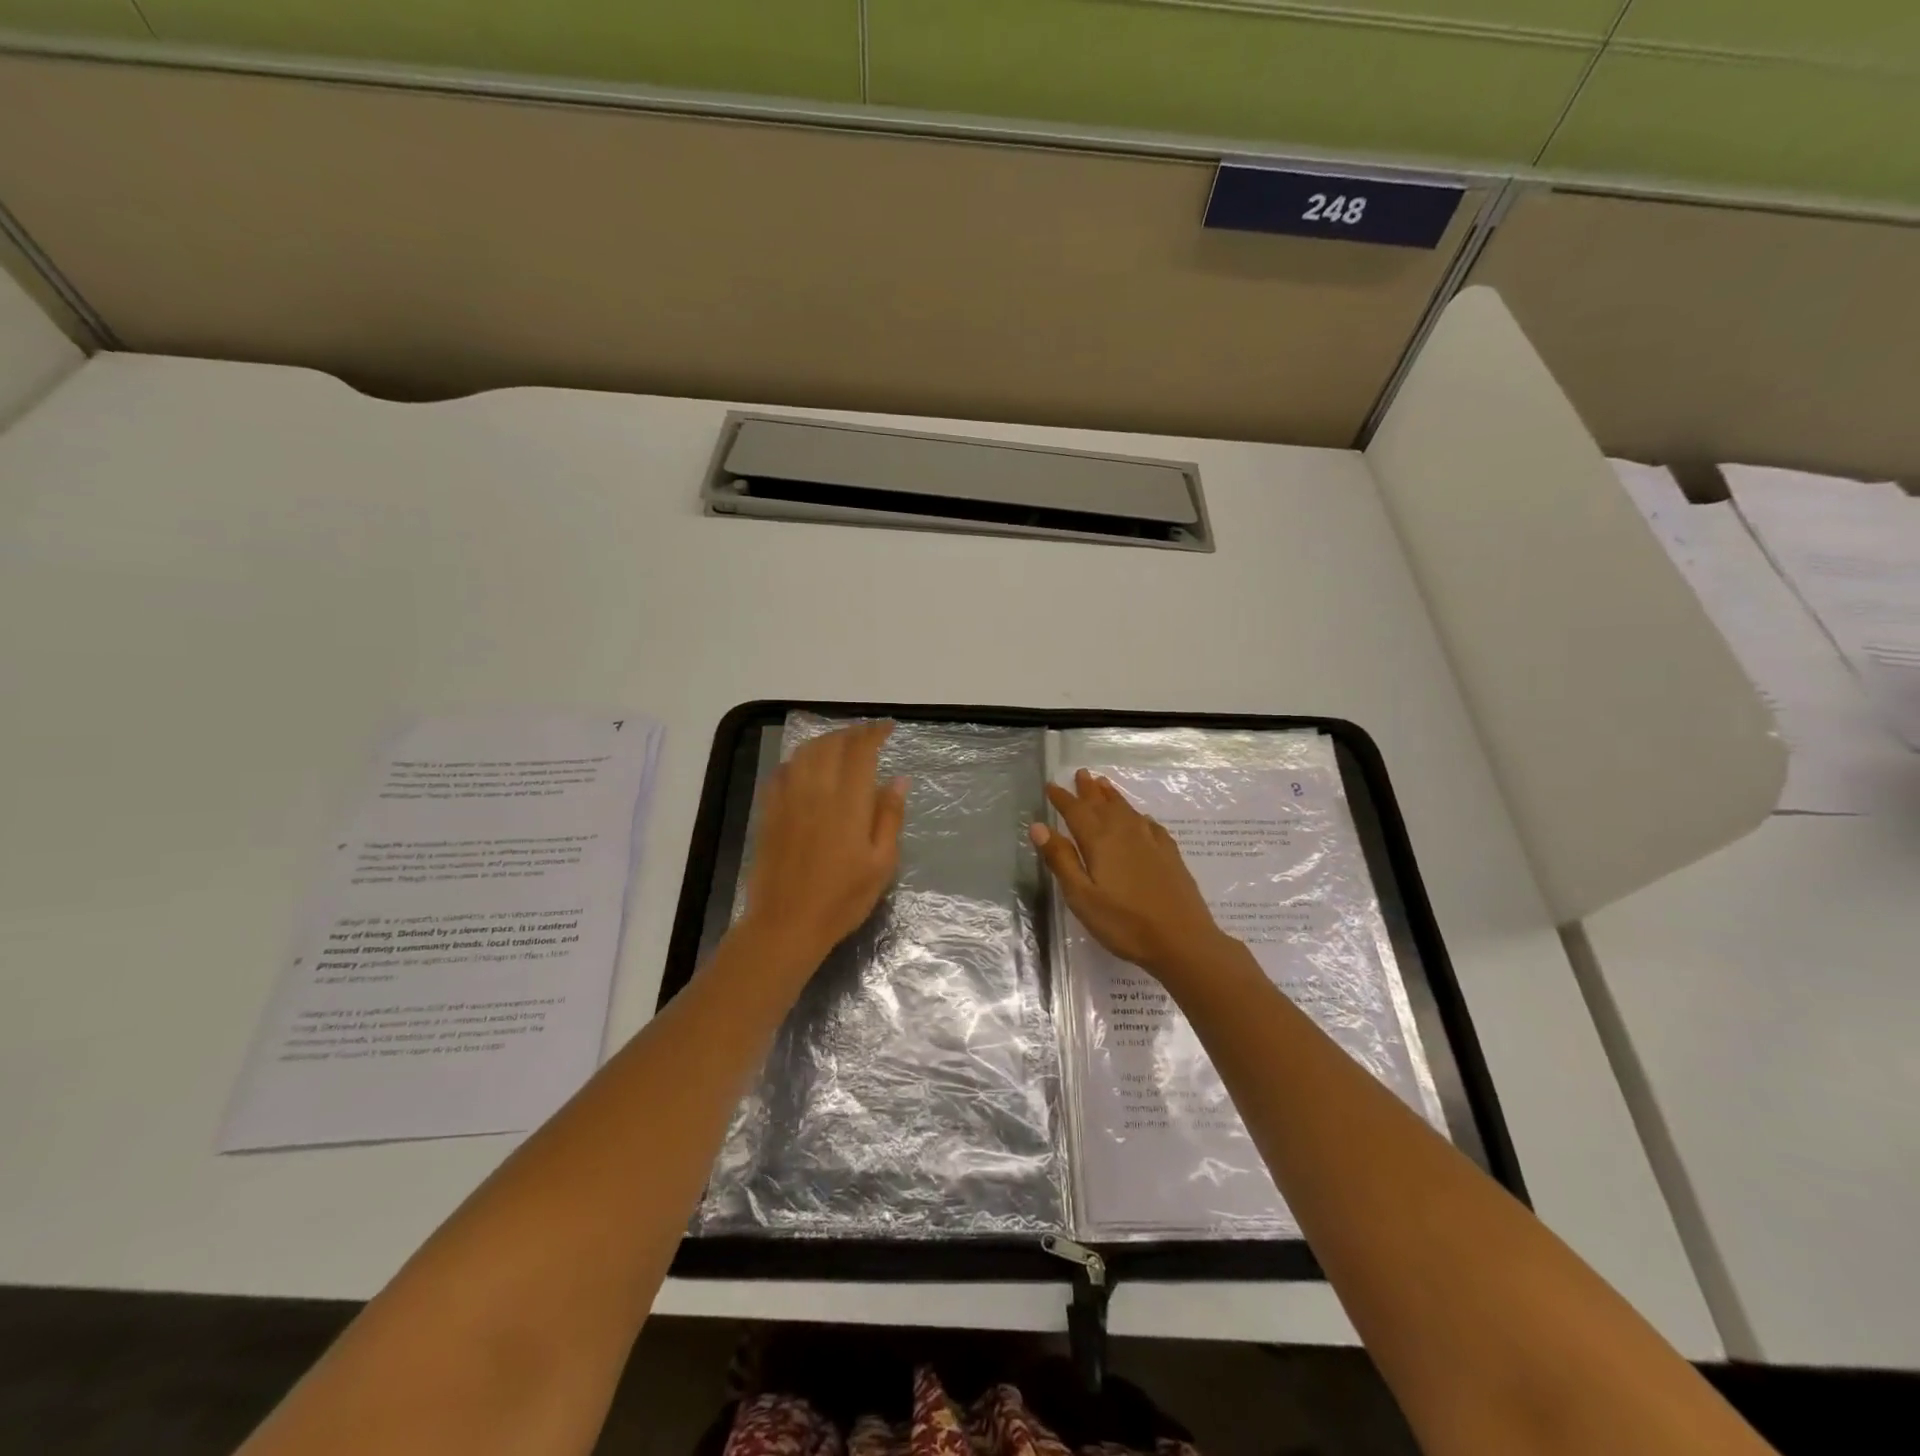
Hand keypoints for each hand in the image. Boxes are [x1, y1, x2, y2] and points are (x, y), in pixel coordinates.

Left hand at [739, 720, 907, 971]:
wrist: (786, 924)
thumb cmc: (842, 899)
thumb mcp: (881, 863)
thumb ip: (889, 816)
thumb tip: (899, 779)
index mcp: (847, 802)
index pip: (860, 750)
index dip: (874, 733)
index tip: (887, 728)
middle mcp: (815, 790)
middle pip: (831, 744)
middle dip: (851, 733)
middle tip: (867, 736)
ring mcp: (788, 799)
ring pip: (805, 752)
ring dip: (825, 741)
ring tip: (841, 745)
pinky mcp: (769, 811)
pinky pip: (783, 771)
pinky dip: (800, 759)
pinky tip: (807, 767)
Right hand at [1030, 769, 1228, 981]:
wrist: (1182, 940)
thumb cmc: (1124, 923)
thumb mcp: (1081, 896)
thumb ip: (1061, 859)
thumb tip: (1039, 826)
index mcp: (1099, 841)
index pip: (1075, 811)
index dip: (1062, 798)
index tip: (1050, 786)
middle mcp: (1124, 832)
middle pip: (1102, 804)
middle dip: (1088, 789)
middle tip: (1080, 773)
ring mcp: (1151, 841)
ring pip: (1127, 809)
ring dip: (1112, 796)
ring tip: (1103, 784)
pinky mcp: (1170, 854)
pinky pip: (1149, 824)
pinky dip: (1138, 815)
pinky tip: (1141, 818)